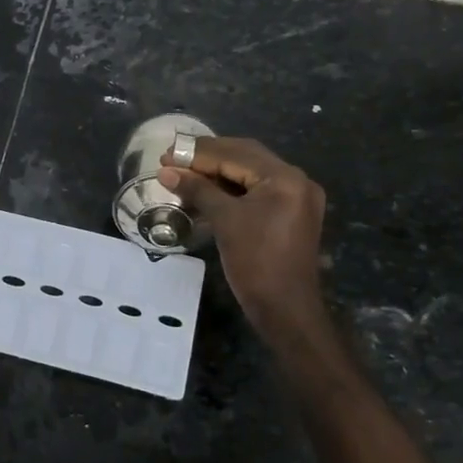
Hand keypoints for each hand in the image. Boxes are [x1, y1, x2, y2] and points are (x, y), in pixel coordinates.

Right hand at [160, 137, 332, 340]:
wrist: (285, 309)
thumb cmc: (255, 262)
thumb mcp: (224, 221)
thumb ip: (197, 190)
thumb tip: (166, 172)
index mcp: (284, 178)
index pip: (235, 154)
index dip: (197, 154)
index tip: (166, 156)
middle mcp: (296, 180)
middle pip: (245, 157)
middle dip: (207, 157)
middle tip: (173, 160)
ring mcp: (296, 197)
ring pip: (250, 173)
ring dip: (217, 172)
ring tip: (184, 175)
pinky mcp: (290, 213)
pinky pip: (256, 191)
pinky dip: (230, 189)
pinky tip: (205, 191)